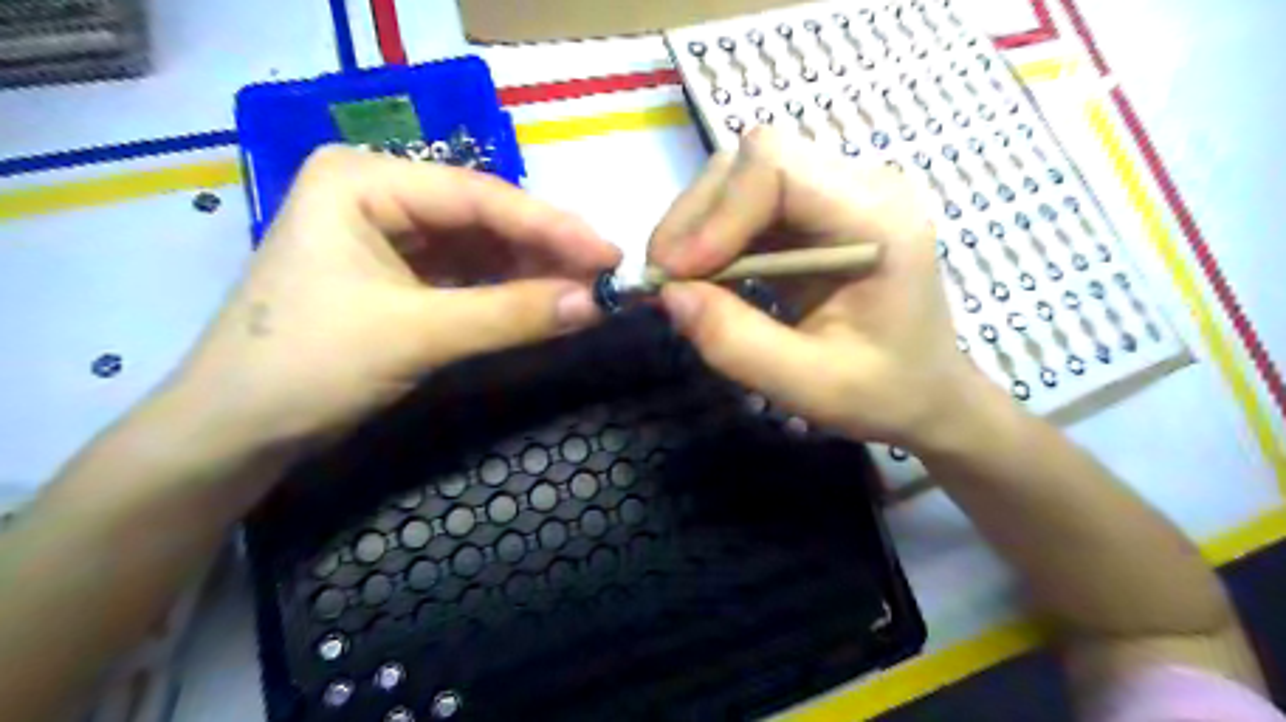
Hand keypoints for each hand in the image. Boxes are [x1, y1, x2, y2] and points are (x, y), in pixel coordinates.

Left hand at [161, 145, 622, 449]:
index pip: (479, 197)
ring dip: (532, 272)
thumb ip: (511, 315)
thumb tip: (597, 303)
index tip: (609, 253)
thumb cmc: (308, 365)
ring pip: (480, 248)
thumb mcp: (417, 334)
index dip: (551, 227)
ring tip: (585, 291)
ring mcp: (389, 236)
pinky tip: (544, 301)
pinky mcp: (398, 275)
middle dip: (545, 250)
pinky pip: (467, 275)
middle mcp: (378, 194)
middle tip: (605, 276)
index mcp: (365, 180)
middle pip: (484, 219)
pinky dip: (507, 292)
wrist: (235, 433)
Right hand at [653, 128, 992, 447]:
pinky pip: (747, 201)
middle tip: (666, 280)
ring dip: (698, 224)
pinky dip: (713, 235)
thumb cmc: (883, 393)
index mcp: (878, 219)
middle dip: (696, 217)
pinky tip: (705, 275)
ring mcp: (837, 193)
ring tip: (682, 281)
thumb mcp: (810, 386)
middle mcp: (860, 186)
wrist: (924, 391)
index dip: (717, 214)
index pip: (777, 167)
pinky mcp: (814, 211)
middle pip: (753, 159)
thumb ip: (737, 343)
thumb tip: (669, 295)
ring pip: (742, 174)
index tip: (678, 274)